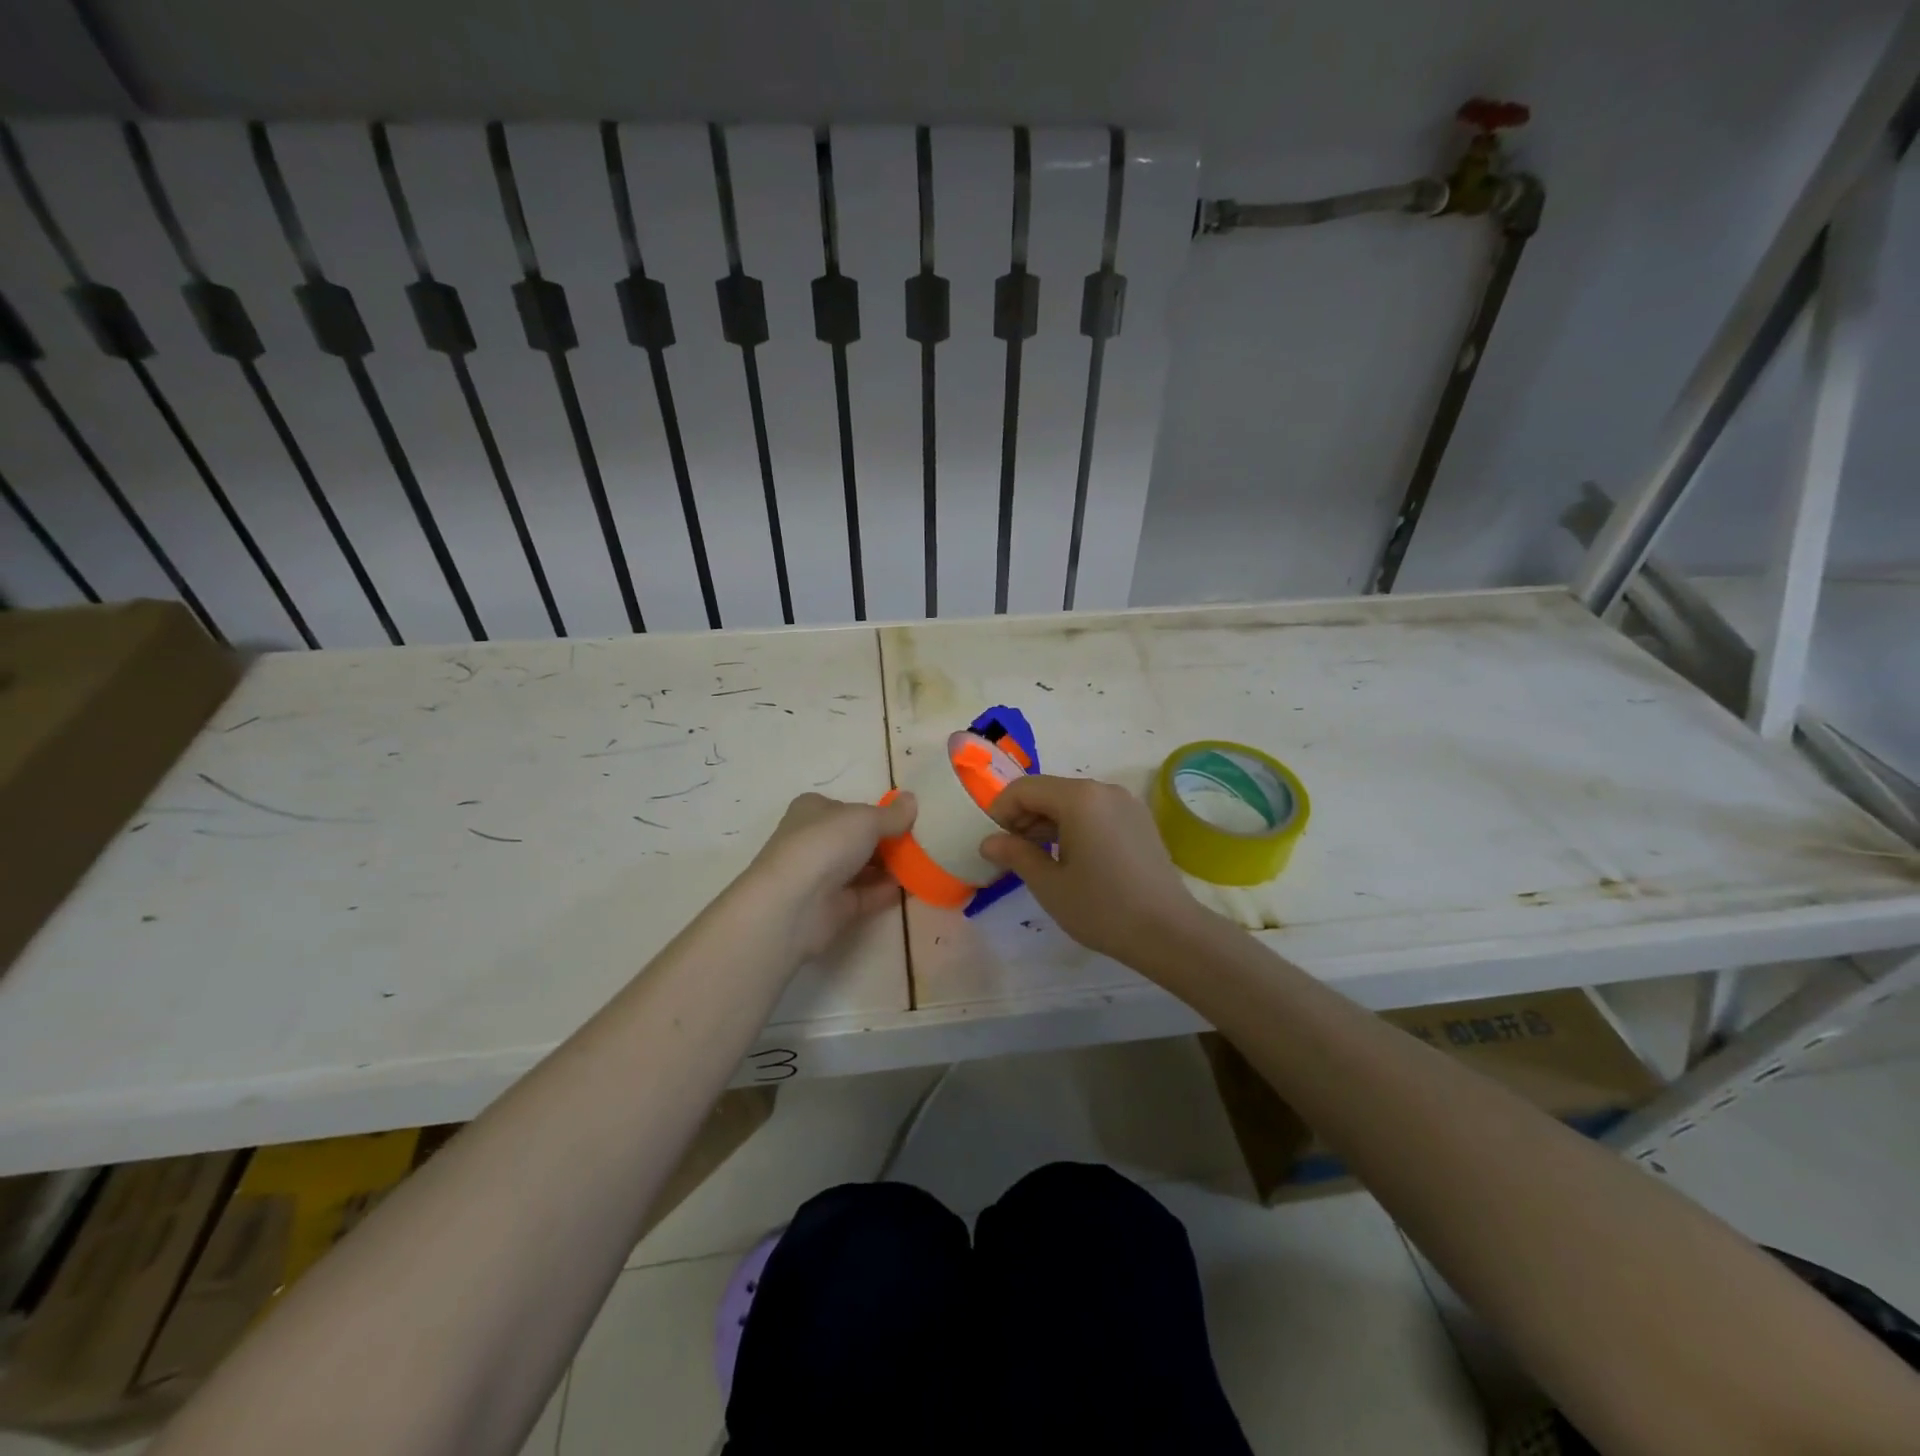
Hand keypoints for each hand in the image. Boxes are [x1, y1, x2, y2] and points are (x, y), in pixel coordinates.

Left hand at [743, 791, 915, 958]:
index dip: (875, 812)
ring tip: (924, 864)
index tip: (906, 818)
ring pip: (862, 868)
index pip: (847, 807)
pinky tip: (913, 887)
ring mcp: (822, 876)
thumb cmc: (825, 844)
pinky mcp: (832, 907)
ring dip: (890, 867)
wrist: (794, 904)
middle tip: (921, 842)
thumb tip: (912, 800)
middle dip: (887, 841)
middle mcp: (814, 840)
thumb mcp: (865, 819)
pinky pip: (866, 895)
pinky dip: (887, 891)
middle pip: (856, 838)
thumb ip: (892, 814)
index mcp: (813, 810)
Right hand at [981, 775, 1207, 966]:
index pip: (1024, 789)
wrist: (1169, 932)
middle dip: (1024, 817)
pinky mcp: (1139, 820)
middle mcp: (1103, 789)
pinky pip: (1096, 812)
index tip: (995, 844)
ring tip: (1039, 860)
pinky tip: (1072, 860)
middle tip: (1013, 855)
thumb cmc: (1102, 907)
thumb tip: (988, 841)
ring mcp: (1126, 803)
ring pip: (1073, 802)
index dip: (1001, 811)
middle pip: (1049, 791)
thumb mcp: (1049, 884)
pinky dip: (1075, 826)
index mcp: (1079, 798)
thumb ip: (1015, 855)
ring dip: (1048, 823)